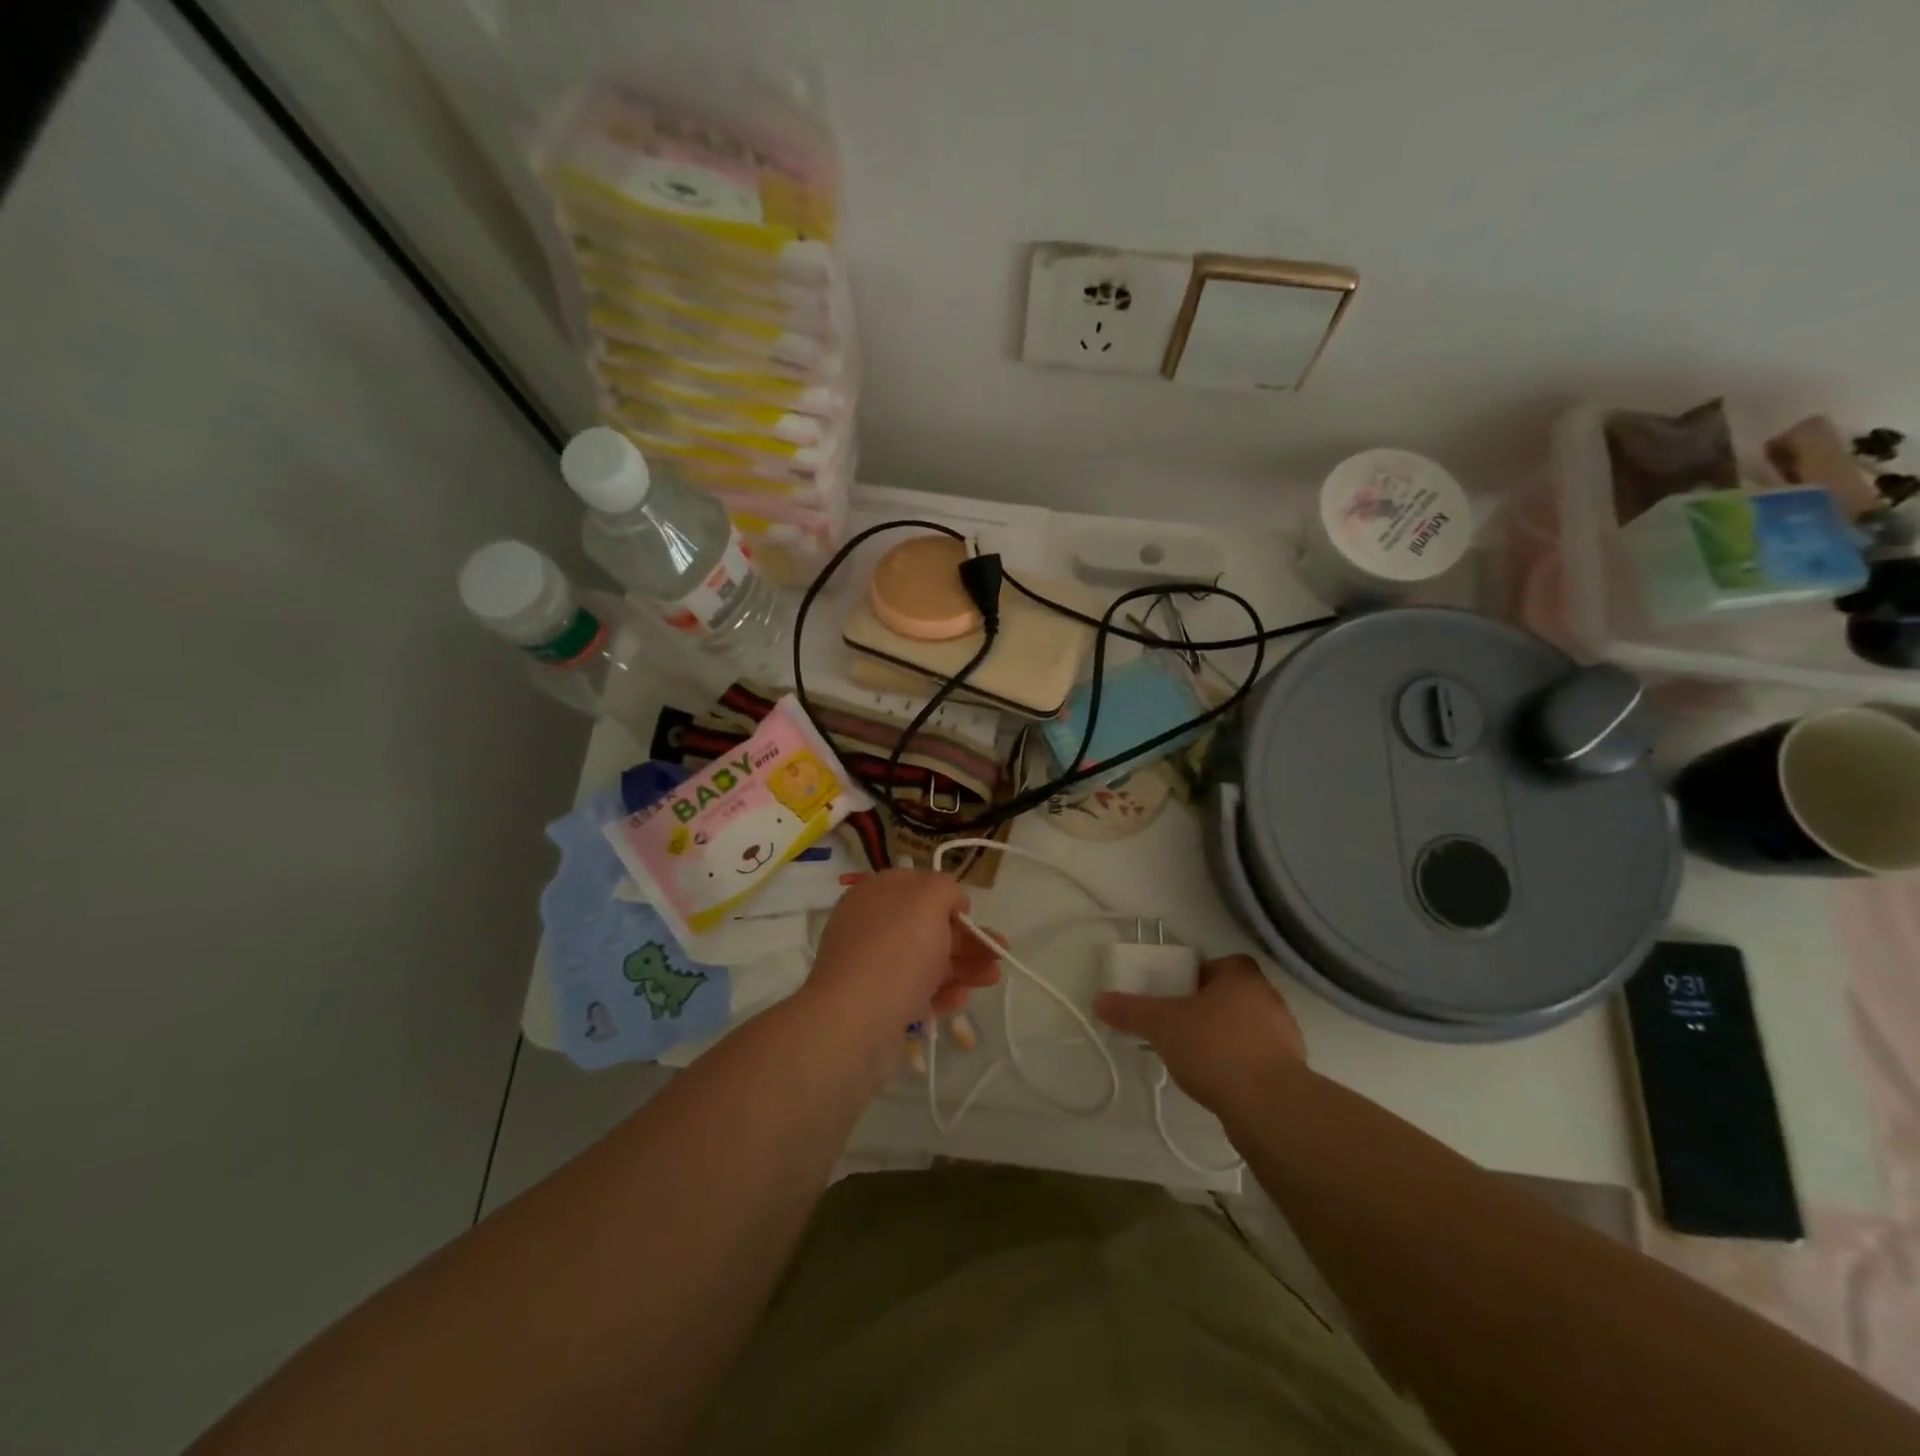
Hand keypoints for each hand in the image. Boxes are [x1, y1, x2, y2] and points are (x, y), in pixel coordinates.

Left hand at [803, 870, 1000, 1044]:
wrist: (854, 1025)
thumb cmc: (895, 952)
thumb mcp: (927, 900)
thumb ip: (945, 888)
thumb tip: (952, 901)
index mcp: (875, 895)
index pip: (915, 885)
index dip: (946, 895)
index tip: (970, 911)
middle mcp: (871, 927)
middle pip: (927, 925)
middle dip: (966, 936)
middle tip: (999, 951)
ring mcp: (874, 968)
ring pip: (927, 960)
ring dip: (964, 965)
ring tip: (993, 978)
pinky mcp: (881, 1005)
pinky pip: (918, 992)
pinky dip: (943, 992)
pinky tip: (962, 999)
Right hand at [1094, 955, 1306, 1112]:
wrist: (1268, 1106)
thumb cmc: (1214, 1047)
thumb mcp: (1162, 1025)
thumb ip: (1131, 1011)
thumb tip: (1099, 1000)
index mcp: (1242, 975)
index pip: (1217, 965)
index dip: (1194, 978)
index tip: (1174, 997)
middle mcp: (1269, 998)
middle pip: (1230, 996)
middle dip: (1206, 1010)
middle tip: (1178, 1027)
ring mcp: (1286, 1036)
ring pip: (1245, 1029)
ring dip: (1223, 1039)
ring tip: (1194, 1059)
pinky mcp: (1291, 1072)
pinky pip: (1258, 1059)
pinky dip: (1239, 1066)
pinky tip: (1218, 1083)